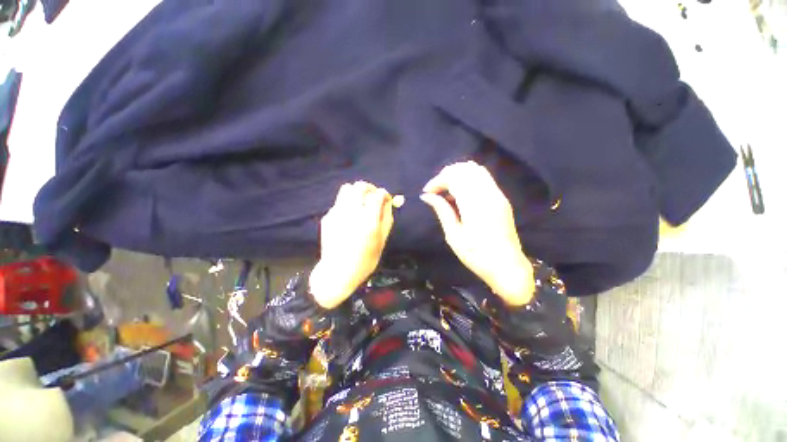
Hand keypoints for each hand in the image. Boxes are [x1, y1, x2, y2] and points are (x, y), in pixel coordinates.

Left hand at [309, 181, 395, 308]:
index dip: (384, 194)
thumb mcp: (382, 240)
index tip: (385, 199)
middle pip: (360, 186)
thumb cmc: (365, 260)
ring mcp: (337, 213)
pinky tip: (349, 217)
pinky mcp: (328, 217)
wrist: (337, 271)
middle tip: (373, 197)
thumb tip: (388, 201)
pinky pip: (339, 202)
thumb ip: (387, 218)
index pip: (378, 194)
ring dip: (356, 193)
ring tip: (360, 203)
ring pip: (347, 189)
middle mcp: (352, 213)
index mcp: (369, 221)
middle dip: (370, 188)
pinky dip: (347, 204)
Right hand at [421, 161, 533, 305]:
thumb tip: (427, 196)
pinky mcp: (501, 199)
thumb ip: (442, 211)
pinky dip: (468, 180)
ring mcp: (498, 195)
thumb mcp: (454, 236)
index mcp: (475, 205)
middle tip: (435, 190)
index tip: (427, 192)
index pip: (455, 178)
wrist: (507, 267)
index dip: (438, 181)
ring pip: (476, 170)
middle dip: (446, 174)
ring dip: (458, 175)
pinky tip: (460, 195)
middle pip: (466, 168)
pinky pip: (483, 178)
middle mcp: (489, 194)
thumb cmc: (477, 256)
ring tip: (446, 191)